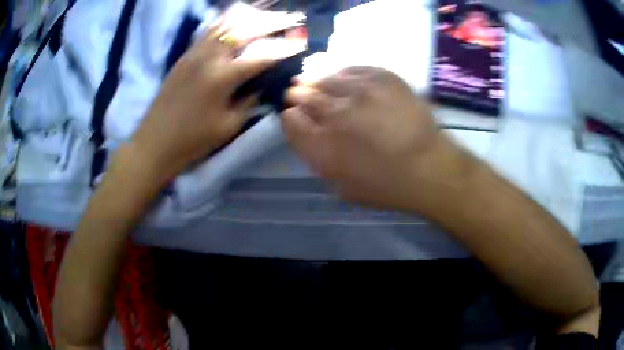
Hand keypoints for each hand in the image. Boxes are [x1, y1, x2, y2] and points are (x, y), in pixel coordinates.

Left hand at [129, 26, 273, 185]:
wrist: (155, 142)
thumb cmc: (193, 140)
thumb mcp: (228, 126)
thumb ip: (249, 101)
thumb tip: (260, 86)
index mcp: (223, 77)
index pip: (260, 57)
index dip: (282, 51)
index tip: (298, 45)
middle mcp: (209, 57)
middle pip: (243, 32)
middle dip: (267, 25)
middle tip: (284, 21)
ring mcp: (193, 54)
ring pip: (223, 27)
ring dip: (244, 20)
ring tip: (261, 15)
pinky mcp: (183, 57)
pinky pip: (206, 33)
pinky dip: (222, 25)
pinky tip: (231, 21)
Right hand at [283, 66, 452, 210]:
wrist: (428, 167)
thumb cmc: (385, 184)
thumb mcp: (341, 185)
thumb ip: (317, 157)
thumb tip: (305, 128)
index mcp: (322, 146)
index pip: (291, 120)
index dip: (290, 115)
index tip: (293, 114)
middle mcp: (336, 114)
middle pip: (303, 94)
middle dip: (298, 93)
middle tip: (298, 91)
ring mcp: (360, 91)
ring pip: (325, 75)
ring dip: (315, 77)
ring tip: (313, 76)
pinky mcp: (382, 77)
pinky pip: (352, 68)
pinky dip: (341, 71)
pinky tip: (341, 74)